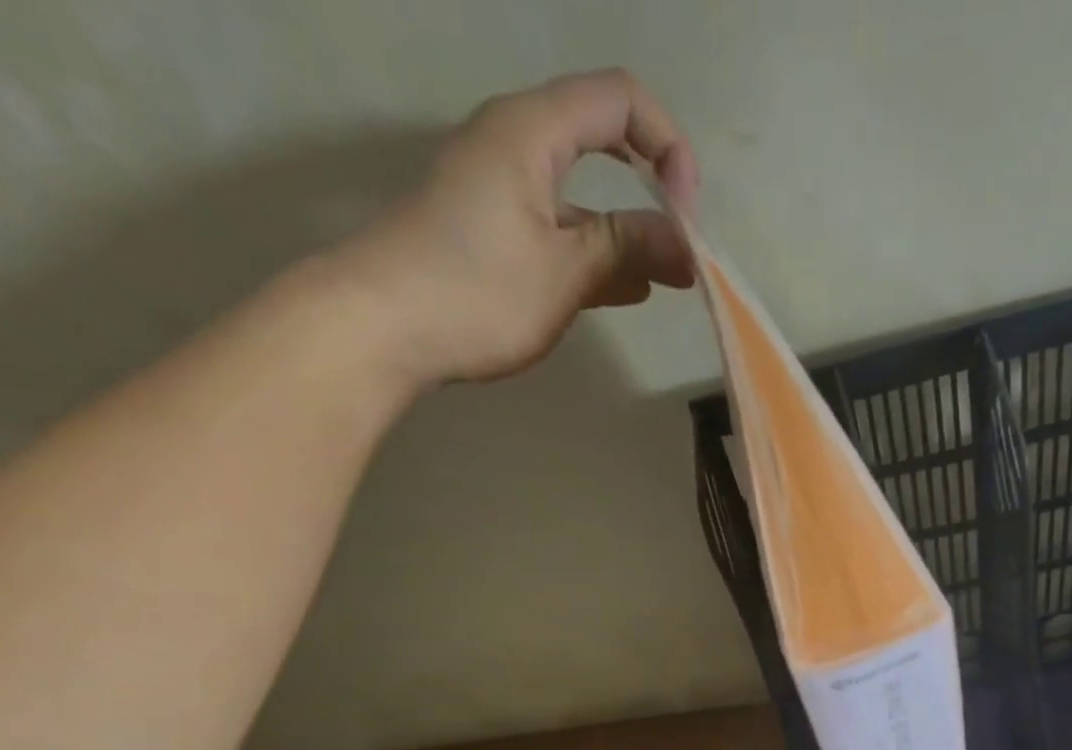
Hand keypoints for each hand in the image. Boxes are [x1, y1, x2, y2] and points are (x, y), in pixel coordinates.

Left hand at [330, 69, 698, 390]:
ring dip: (629, 233)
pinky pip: (560, 229)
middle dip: (654, 191)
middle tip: (685, 248)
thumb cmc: (478, 291)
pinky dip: (597, 255)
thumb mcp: (564, 270)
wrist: (384, 327)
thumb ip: (627, 247)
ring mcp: (504, 191)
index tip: (687, 218)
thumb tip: (687, 246)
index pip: (621, 101)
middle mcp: (517, 145)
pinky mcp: (495, 233)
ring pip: (583, 195)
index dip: (668, 147)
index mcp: (532, 131)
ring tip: (667, 281)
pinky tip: (627, 290)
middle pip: (604, 142)